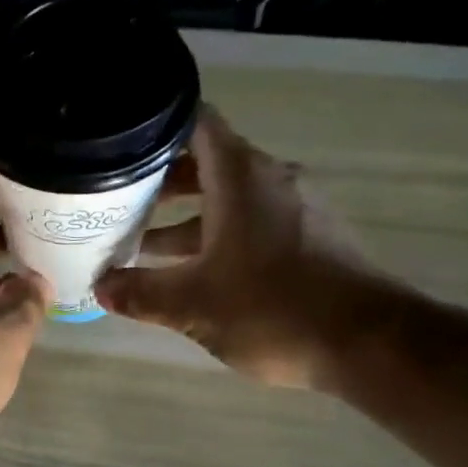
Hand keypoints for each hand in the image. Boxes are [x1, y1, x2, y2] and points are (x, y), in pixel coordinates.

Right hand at [96, 107, 412, 389]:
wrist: (367, 343)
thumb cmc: (272, 308)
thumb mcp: (192, 305)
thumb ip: (141, 293)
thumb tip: (100, 288)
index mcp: (240, 177)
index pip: (195, 124)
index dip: (155, 128)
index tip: (119, 146)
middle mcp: (270, 180)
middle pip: (207, 164)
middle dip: (160, 183)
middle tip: (118, 202)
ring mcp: (296, 209)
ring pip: (229, 199)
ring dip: (187, 218)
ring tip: (143, 245)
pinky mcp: (312, 239)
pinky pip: (253, 223)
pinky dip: (218, 237)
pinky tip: (194, 273)